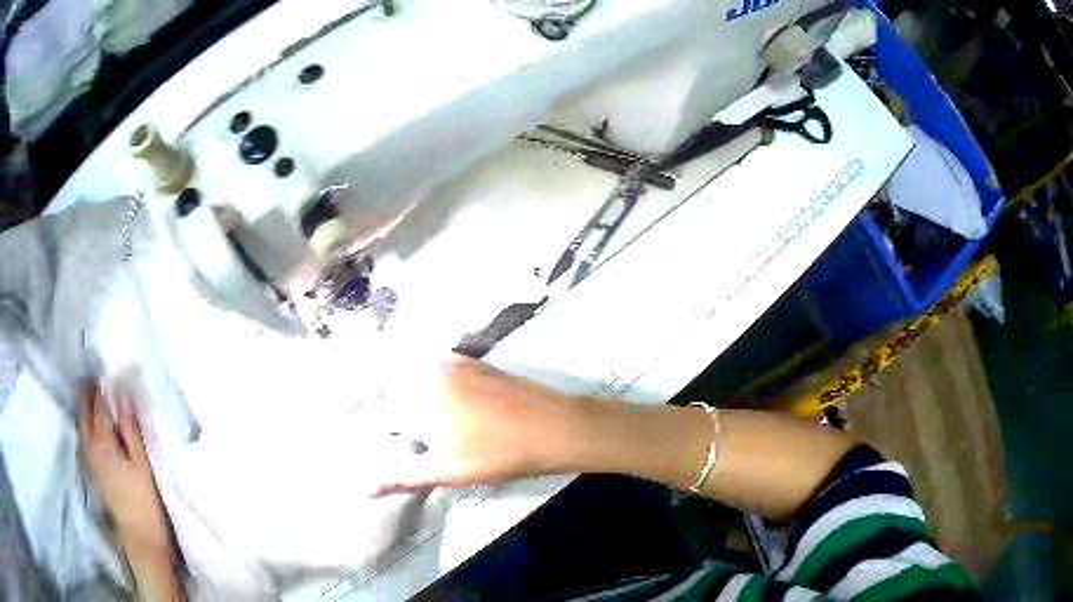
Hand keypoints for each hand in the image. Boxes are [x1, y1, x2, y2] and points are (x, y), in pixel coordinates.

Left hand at [78, 385, 171, 556]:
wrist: (139, 535)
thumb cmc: (144, 498)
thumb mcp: (141, 463)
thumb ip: (129, 428)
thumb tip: (122, 396)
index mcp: (102, 442)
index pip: (98, 406)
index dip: (101, 389)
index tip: (104, 374)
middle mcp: (89, 446)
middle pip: (83, 413)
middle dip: (86, 394)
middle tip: (92, 378)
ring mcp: (87, 460)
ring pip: (80, 426)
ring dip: (82, 409)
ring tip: (88, 397)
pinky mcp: (90, 471)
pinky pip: (81, 439)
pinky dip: (83, 426)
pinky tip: (87, 427)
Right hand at [375, 357, 580, 495]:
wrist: (555, 426)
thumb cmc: (500, 453)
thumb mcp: (449, 470)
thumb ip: (405, 475)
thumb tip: (365, 487)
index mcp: (419, 398)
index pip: (383, 411)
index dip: (385, 432)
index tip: (399, 447)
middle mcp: (430, 372)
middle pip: (399, 392)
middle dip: (399, 415)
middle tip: (421, 441)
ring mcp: (454, 362)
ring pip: (419, 380)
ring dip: (417, 400)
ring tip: (440, 429)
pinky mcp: (473, 362)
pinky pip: (441, 372)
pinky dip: (437, 387)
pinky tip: (457, 412)